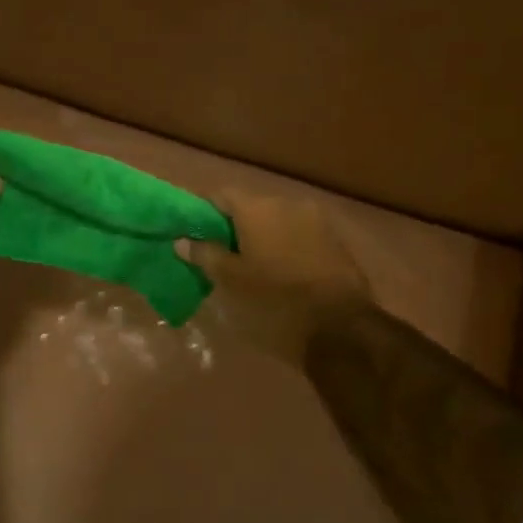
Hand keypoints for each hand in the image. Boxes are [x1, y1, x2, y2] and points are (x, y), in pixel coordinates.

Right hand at [179, 188, 371, 363]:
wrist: (340, 327)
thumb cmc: (274, 302)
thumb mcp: (231, 282)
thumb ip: (205, 255)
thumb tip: (182, 241)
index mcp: (258, 208)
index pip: (221, 196)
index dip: (205, 214)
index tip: (197, 238)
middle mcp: (288, 204)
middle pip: (252, 208)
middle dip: (236, 229)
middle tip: (223, 258)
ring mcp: (317, 221)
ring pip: (278, 223)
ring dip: (264, 239)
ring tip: (254, 270)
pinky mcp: (336, 243)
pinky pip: (300, 237)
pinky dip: (286, 249)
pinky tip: (282, 275)